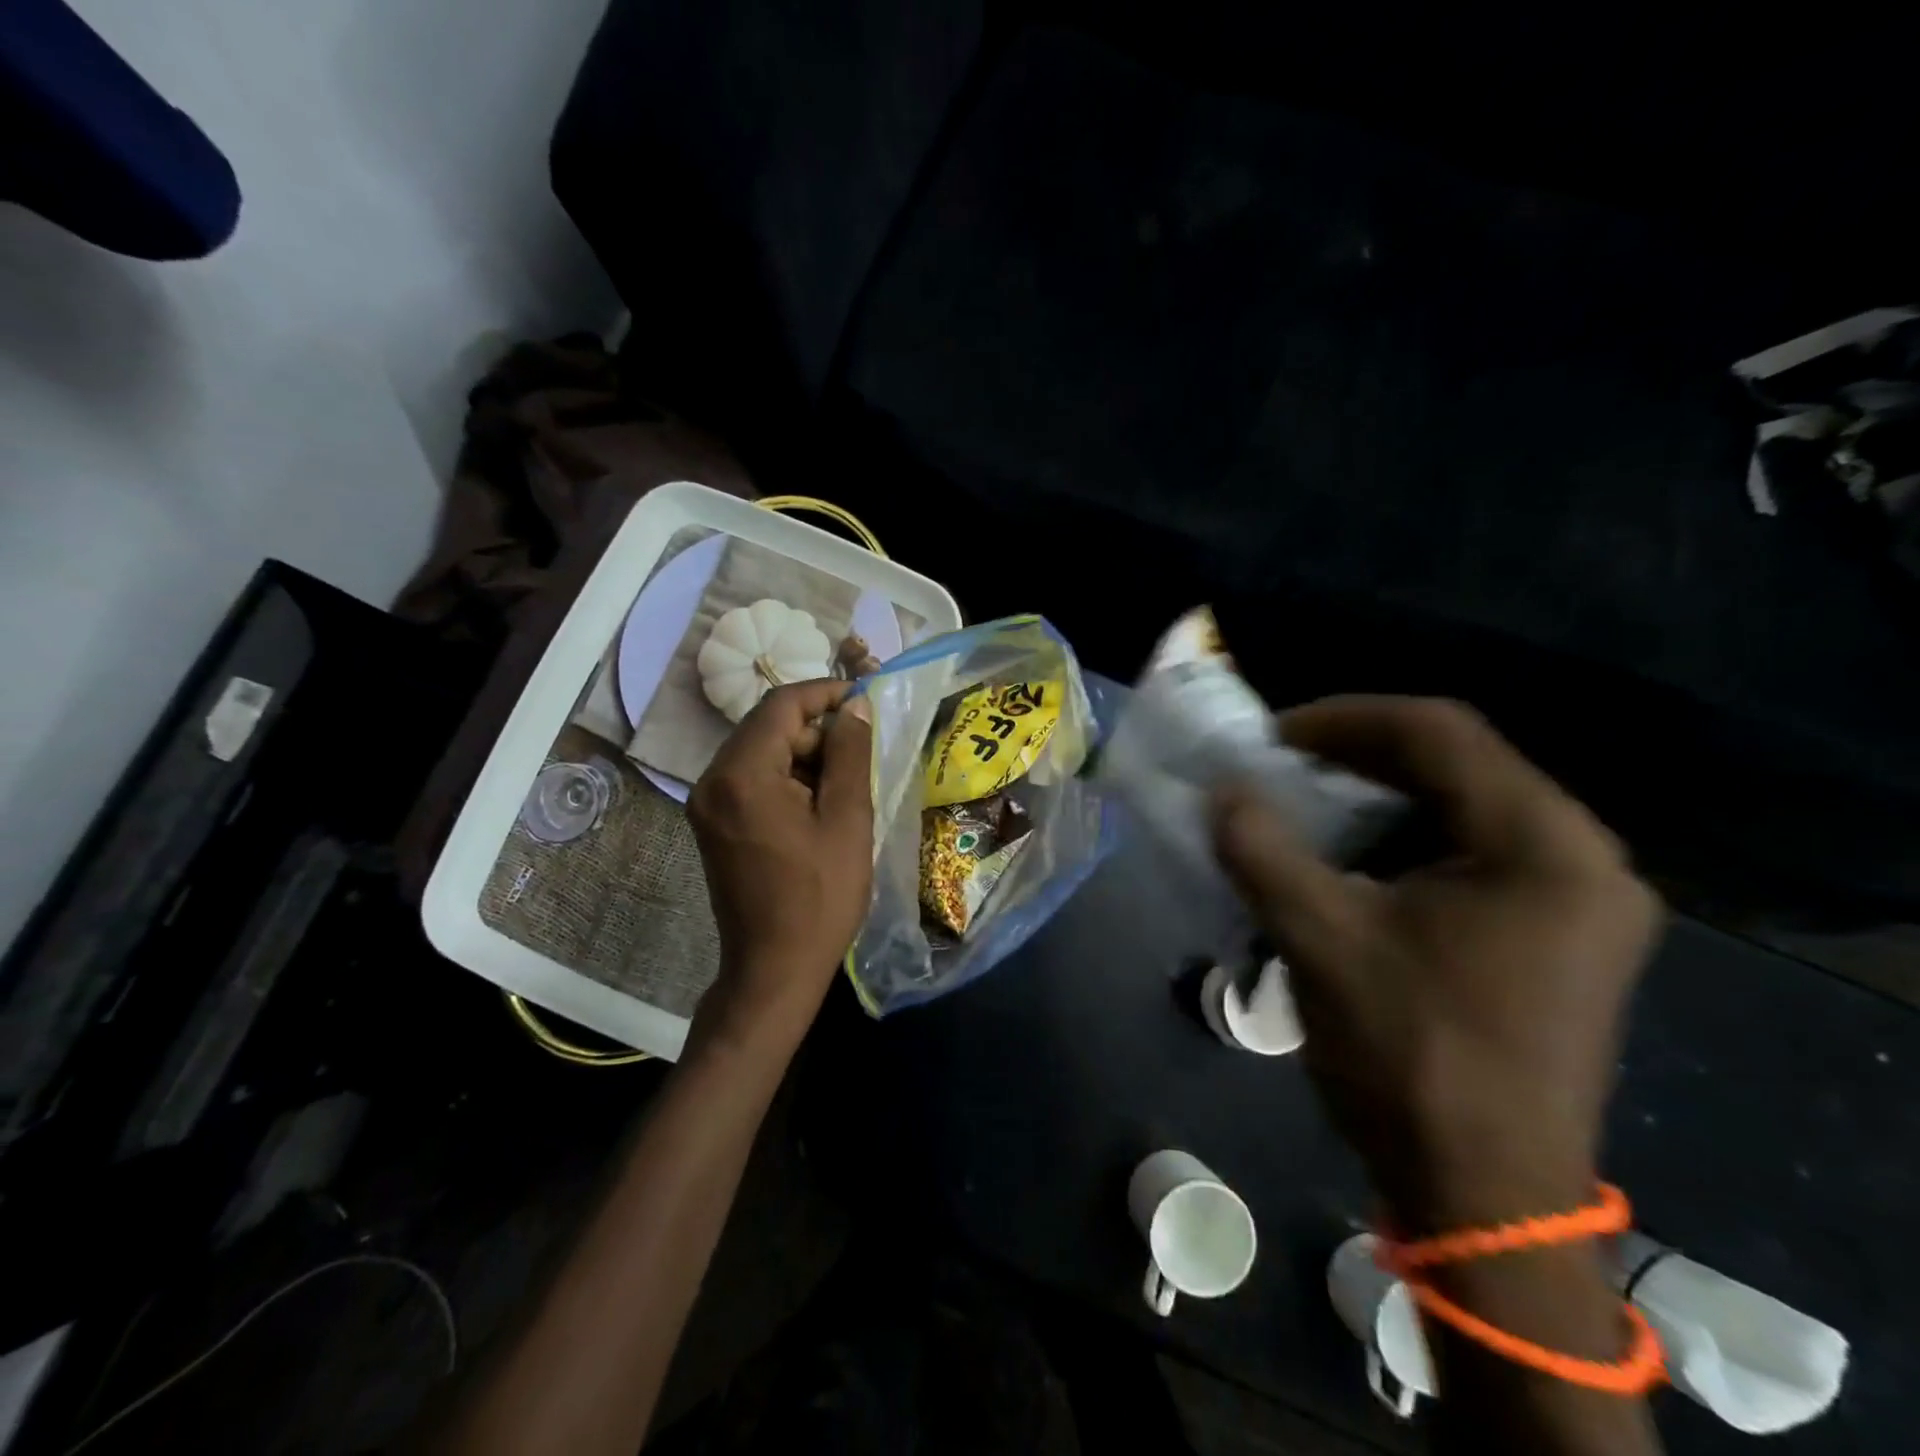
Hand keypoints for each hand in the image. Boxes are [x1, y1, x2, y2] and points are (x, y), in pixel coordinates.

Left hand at [689, 680, 873, 1039]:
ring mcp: (707, 804)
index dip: (824, 693)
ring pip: (760, 753)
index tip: (863, 700)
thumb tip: (854, 707)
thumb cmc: (820, 896)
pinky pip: (751, 781)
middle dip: (816, 731)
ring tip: (845, 786)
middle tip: (861, 755)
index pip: (781, 706)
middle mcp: (712, 780)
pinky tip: (817, 806)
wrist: (774, 969)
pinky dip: (785, 780)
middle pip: (767, 727)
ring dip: (803, 757)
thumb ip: (850, 754)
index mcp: (742, 774)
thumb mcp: (847, 819)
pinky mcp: (712, 824)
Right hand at [1212, 696, 1661, 1228]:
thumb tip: (1220, 789)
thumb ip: (1260, 848)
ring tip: (1305, 807)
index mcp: (1542, 843)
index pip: (1438, 731)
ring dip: (1378, 796)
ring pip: (1464, 805)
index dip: (1342, 719)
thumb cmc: (1409, 1056)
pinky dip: (1404, 838)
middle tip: (1279, 768)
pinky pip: (1474, 850)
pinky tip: (1352, 859)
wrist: (1486, 1195)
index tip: (1269, 738)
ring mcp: (1577, 897)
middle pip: (1457, 762)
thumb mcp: (1318, 939)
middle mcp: (1580, 855)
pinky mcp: (1558, 932)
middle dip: (1356, 756)